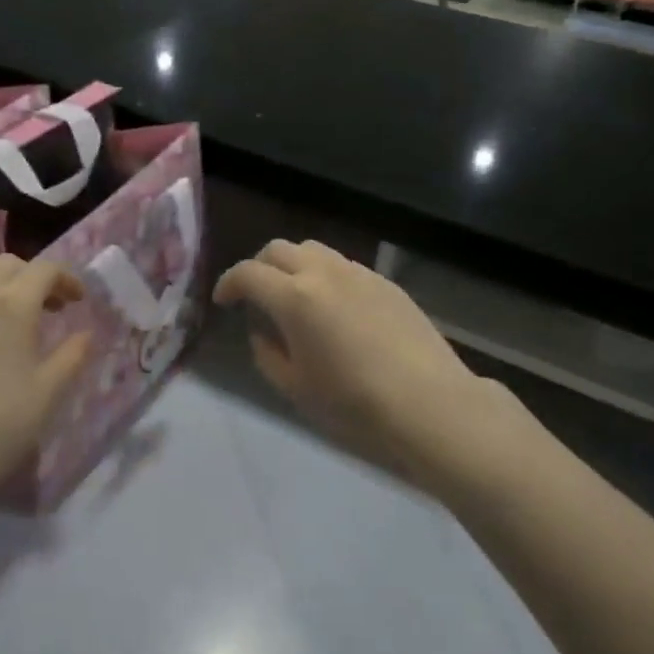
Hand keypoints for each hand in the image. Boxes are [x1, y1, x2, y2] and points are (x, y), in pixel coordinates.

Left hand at [0, 256, 90, 509]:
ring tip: (8, 315)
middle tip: (48, 308)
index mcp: (11, 305)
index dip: (66, 279)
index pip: (44, 270)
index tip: (78, 301)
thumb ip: (73, 355)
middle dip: (33, 278)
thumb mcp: (49, 392)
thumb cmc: (0, 425)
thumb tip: (86, 334)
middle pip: (7, 265)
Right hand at [214, 240, 491, 480]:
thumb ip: (268, 354)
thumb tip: (263, 332)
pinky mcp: (386, 283)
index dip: (229, 283)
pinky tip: (334, 307)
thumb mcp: (296, 388)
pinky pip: (344, 266)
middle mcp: (324, 273)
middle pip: (279, 249)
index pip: (248, 273)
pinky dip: (325, 275)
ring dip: (293, 265)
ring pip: (314, 250)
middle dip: (259, 266)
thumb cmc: (354, 403)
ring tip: (295, 296)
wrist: (430, 404)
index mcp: (294, 297)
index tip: (224, 300)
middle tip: (254, 293)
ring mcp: (359, 274)